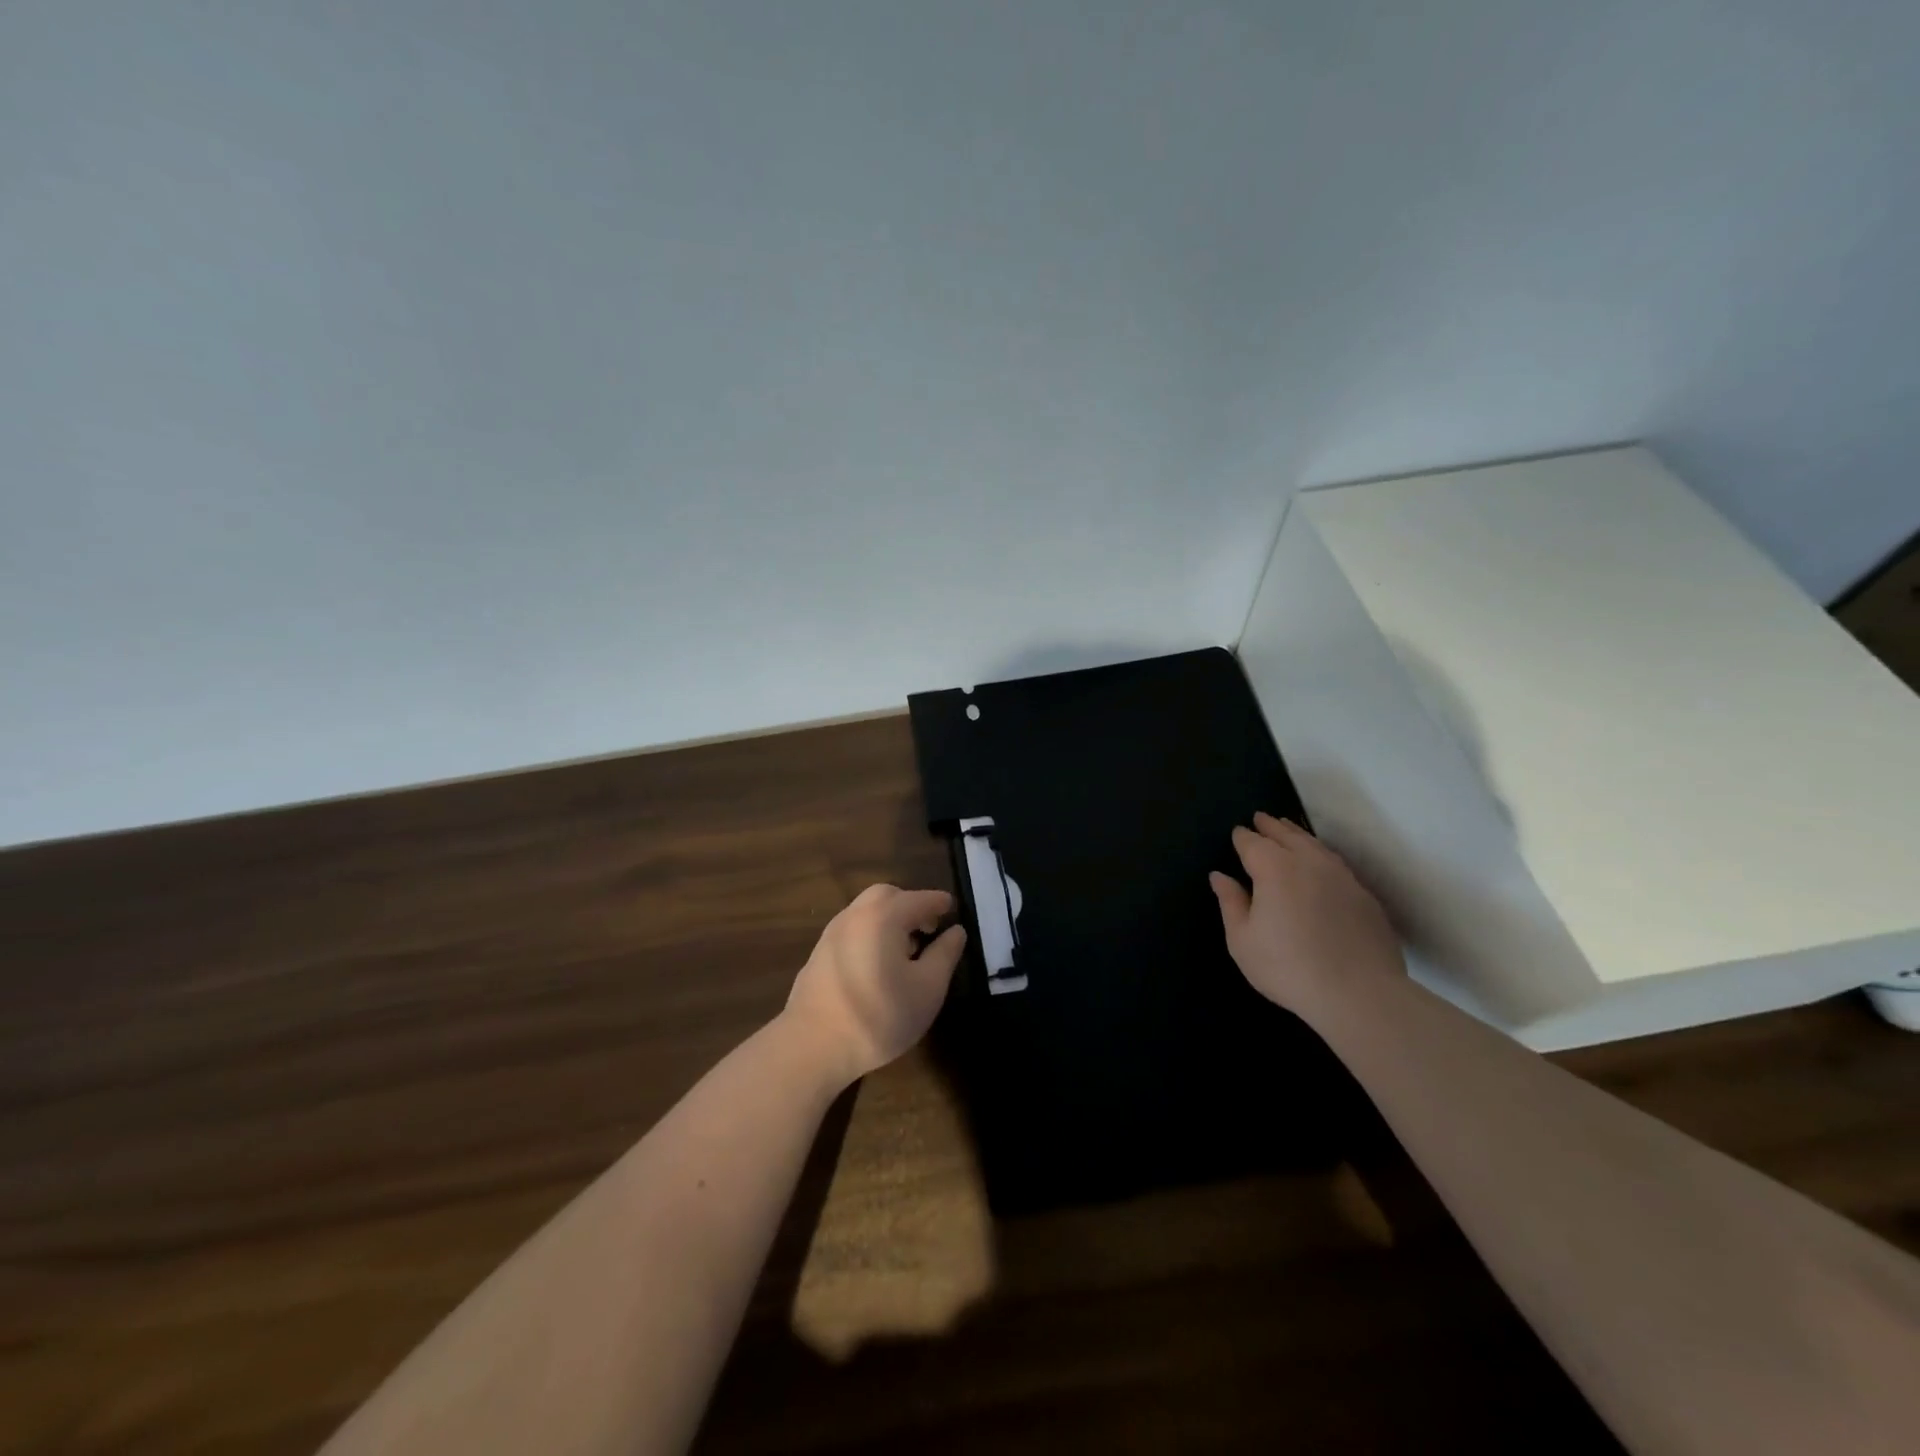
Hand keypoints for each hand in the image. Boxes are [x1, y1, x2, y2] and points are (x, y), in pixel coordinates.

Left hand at [783, 885, 966, 1084]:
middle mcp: (856, 914)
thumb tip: (956, 931)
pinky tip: (878, 963)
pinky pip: (852, 928)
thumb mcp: (928, 988)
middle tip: (929, 928)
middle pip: (888, 895)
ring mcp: (832, 932)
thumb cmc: (880, 1016)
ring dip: (889, 918)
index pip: (920, 898)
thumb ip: (945, 954)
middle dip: (911, 904)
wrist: (813, 1046)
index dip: (940, 903)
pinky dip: (871, 932)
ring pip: (866, 910)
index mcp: (884, 916)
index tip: (954, 910)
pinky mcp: (819, 953)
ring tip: (906, 949)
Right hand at [1208, 812, 1403, 1015]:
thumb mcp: (1242, 940)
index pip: (1252, 843)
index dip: (1242, 837)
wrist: (1360, 994)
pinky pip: (1337, 864)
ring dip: (1298, 835)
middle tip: (1261, 818)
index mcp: (1274, 868)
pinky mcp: (1364, 897)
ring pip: (1316, 845)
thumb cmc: (1288, 967)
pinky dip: (1322, 855)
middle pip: (1286, 835)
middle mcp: (1309, 862)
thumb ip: (1231, 903)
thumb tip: (1220, 876)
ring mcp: (1342, 877)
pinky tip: (1320, 864)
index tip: (1237, 833)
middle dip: (1271, 826)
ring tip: (1289, 829)